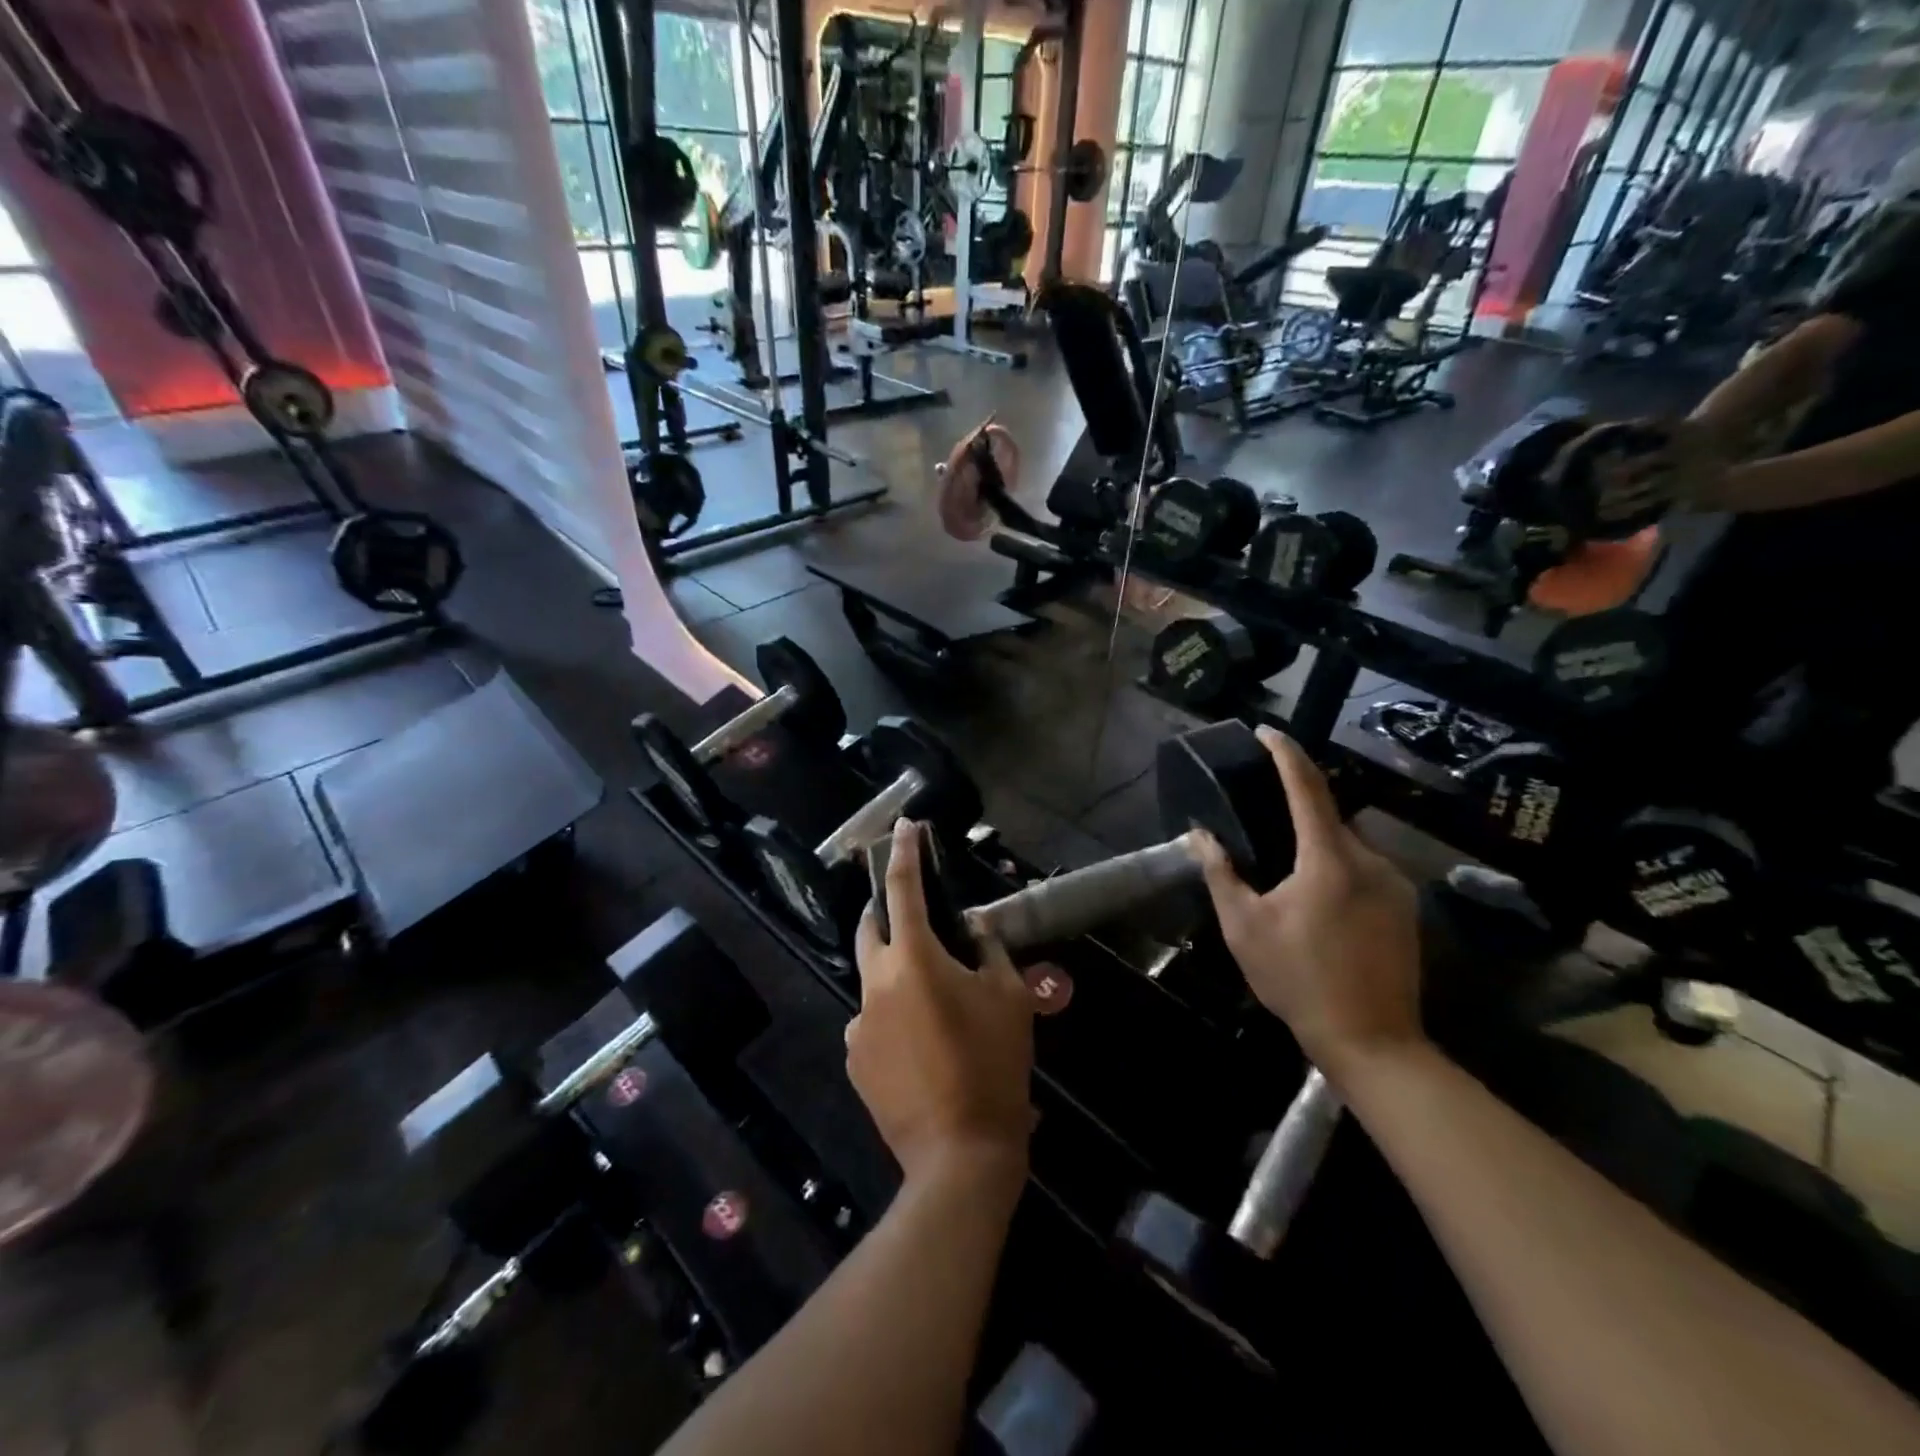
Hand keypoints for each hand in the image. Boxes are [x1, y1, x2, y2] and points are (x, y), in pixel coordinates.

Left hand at [849, 819, 1033, 1189]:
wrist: (960, 1153)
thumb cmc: (994, 1065)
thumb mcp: (1009, 999)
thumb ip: (990, 952)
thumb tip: (975, 928)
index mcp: (914, 959)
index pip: (902, 888)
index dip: (903, 853)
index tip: (903, 827)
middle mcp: (876, 983)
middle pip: (870, 926)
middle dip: (884, 907)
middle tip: (911, 908)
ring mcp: (859, 1023)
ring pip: (873, 978)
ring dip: (896, 971)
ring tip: (934, 1000)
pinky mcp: (855, 1058)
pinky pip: (872, 1020)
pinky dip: (893, 1014)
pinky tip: (922, 1044)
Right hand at [1192, 727, 1423, 1076]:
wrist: (1373, 1041)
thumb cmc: (1299, 980)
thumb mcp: (1245, 928)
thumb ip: (1222, 875)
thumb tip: (1200, 836)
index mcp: (1328, 859)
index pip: (1306, 787)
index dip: (1285, 754)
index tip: (1266, 731)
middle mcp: (1370, 860)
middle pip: (1330, 814)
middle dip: (1298, 805)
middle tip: (1263, 815)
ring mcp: (1396, 884)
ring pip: (1349, 844)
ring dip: (1318, 842)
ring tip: (1287, 870)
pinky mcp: (1407, 908)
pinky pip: (1366, 869)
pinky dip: (1338, 866)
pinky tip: (1319, 900)